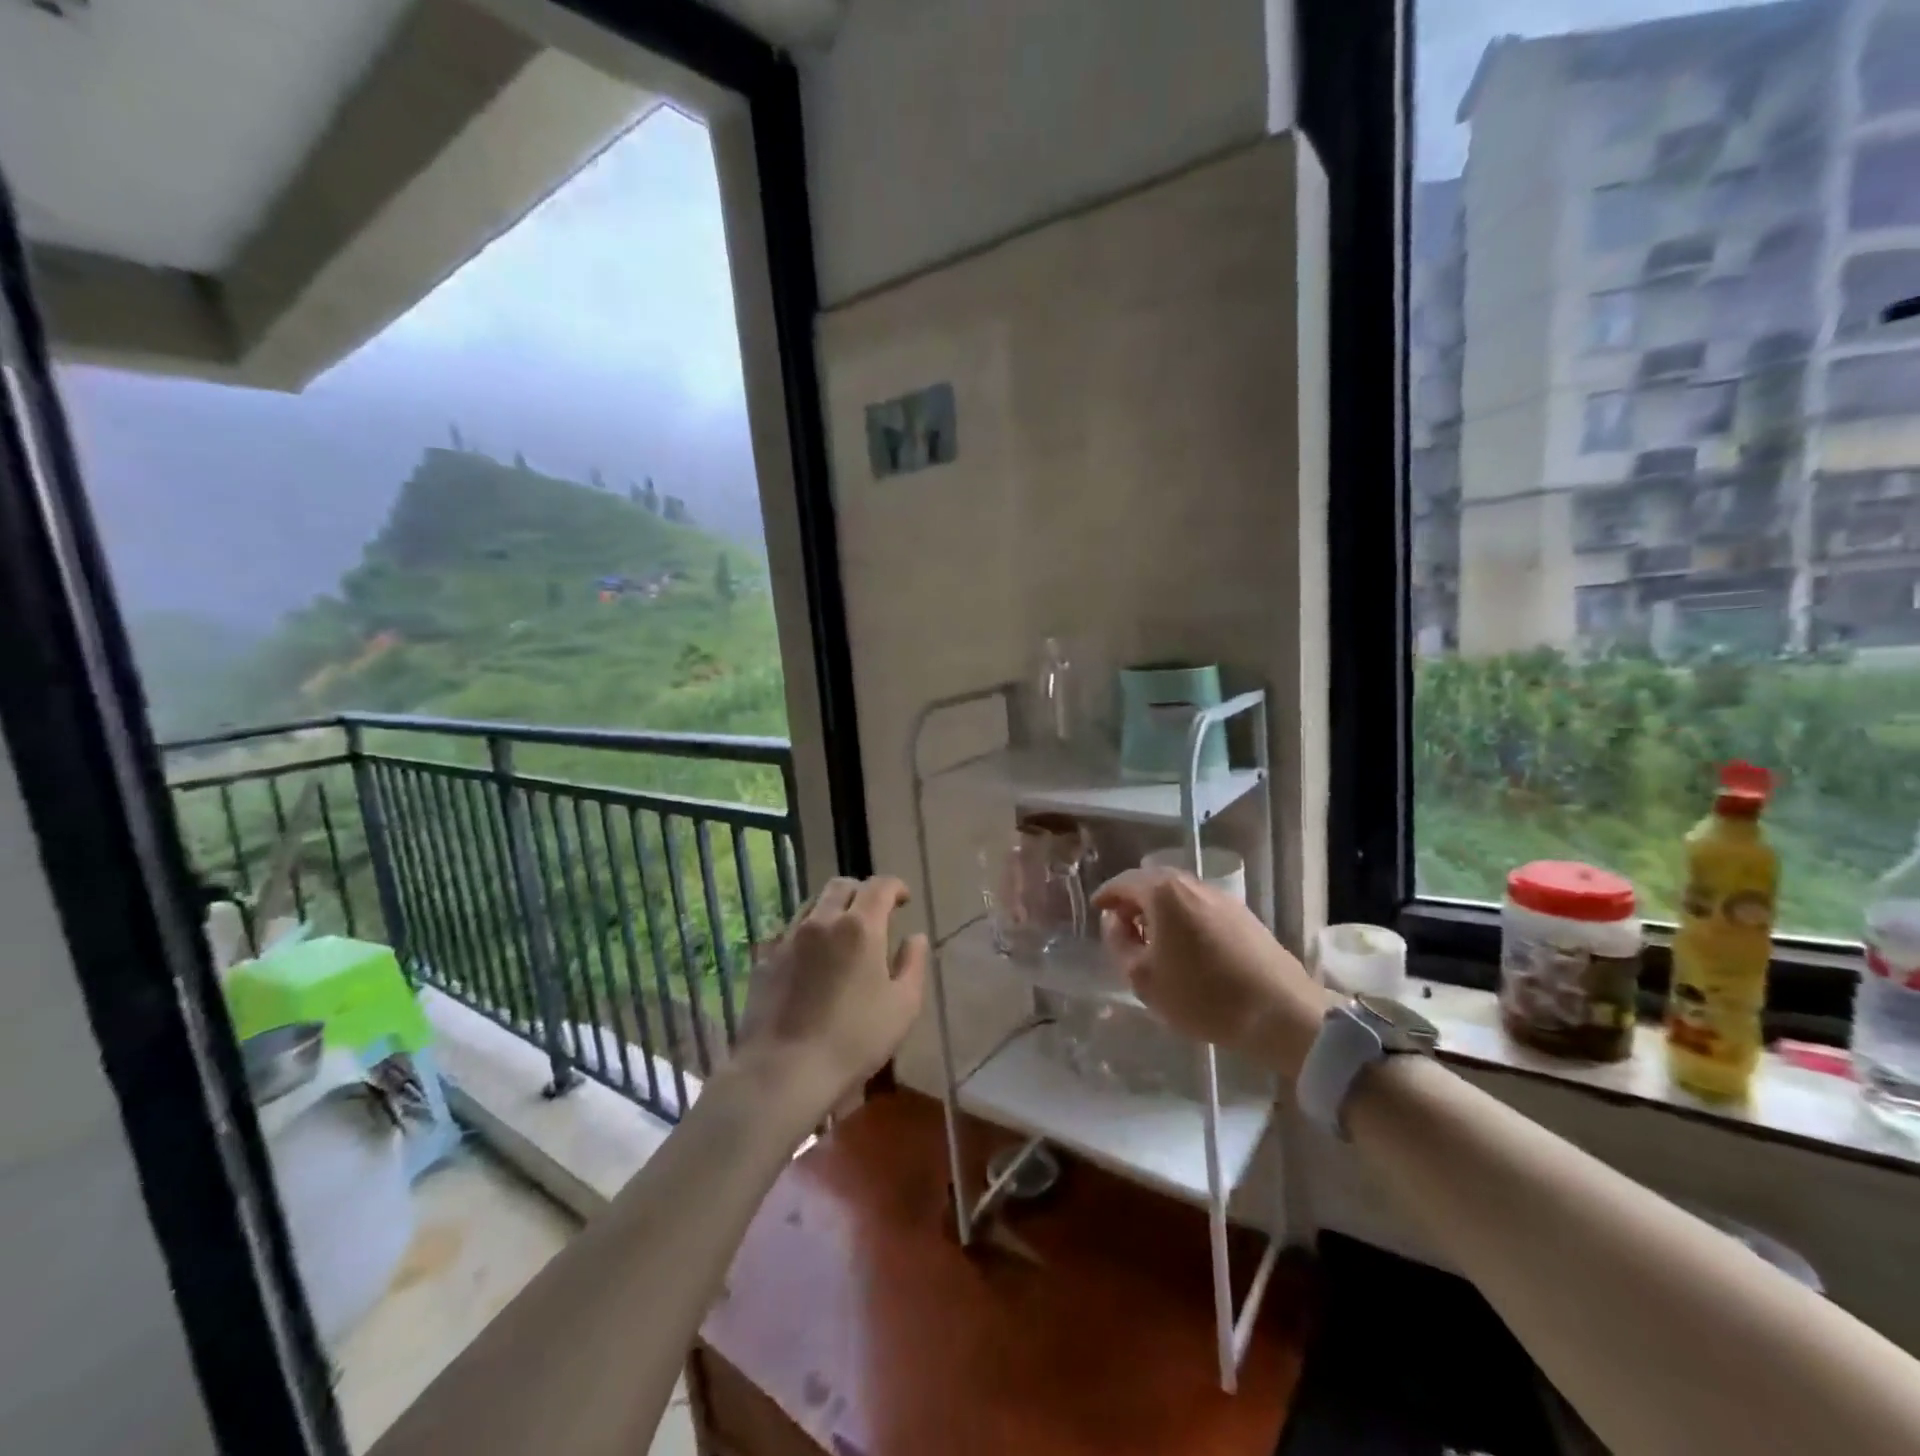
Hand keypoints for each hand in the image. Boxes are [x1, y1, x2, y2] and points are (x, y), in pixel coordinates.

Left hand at [730, 876, 927, 1118]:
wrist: (783, 1070)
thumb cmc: (854, 1039)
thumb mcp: (903, 1006)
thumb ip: (913, 964)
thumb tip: (915, 938)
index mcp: (860, 926)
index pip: (879, 886)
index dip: (895, 886)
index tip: (903, 899)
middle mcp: (822, 921)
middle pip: (841, 886)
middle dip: (862, 892)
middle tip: (874, 912)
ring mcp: (788, 939)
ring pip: (812, 904)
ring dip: (832, 908)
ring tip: (842, 933)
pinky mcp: (765, 961)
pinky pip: (790, 933)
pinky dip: (808, 935)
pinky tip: (812, 962)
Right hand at [1092, 867, 1332, 1079]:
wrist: (1281, 1013)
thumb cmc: (1203, 995)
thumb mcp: (1144, 978)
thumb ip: (1119, 943)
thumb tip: (1115, 921)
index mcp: (1164, 892)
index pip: (1124, 882)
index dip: (1106, 895)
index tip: (1096, 909)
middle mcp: (1193, 885)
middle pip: (1153, 882)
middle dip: (1133, 899)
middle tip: (1120, 924)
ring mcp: (1222, 898)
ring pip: (1179, 895)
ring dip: (1159, 910)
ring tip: (1151, 939)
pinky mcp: (1244, 917)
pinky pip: (1200, 908)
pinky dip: (1183, 918)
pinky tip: (1184, 946)